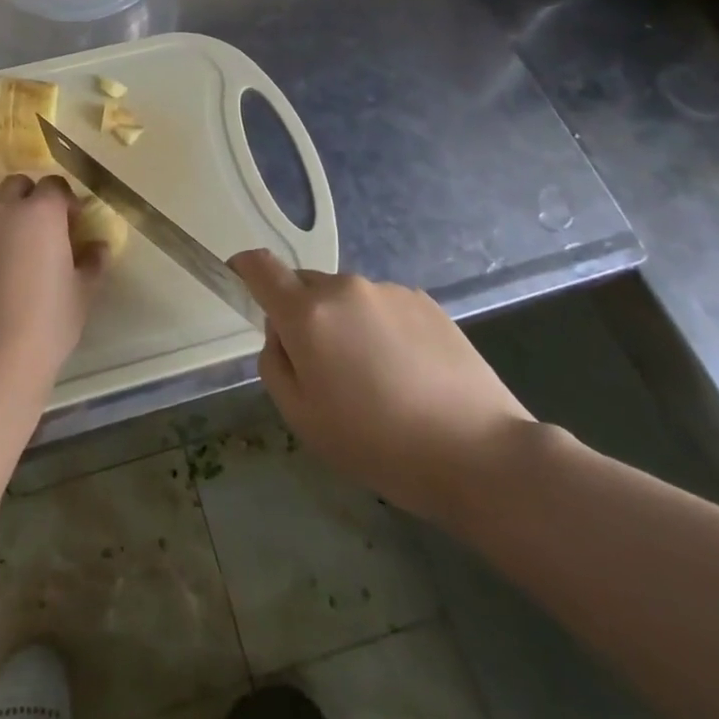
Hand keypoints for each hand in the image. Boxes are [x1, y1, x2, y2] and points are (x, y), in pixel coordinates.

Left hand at [0, 175, 107, 396]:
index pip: (54, 184)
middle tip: (43, 235)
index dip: (65, 201)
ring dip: (5, 229)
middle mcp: (1, 214)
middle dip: (30, 200)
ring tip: (15, 268)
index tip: (73, 225)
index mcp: (40, 214)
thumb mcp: (82, 294)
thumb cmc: (47, 325)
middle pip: (16, 187)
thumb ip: (93, 262)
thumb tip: (98, 247)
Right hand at [230, 250, 534, 526]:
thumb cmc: (377, 443)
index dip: (243, 268)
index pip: (260, 266)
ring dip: (344, 324)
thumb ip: (275, 363)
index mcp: (307, 313)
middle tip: (322, 367)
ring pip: (345, 298)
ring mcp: (388, 291)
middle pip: (304, 286)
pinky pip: (382, 306)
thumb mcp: (302, 418)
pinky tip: (407, 374)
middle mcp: (344, 287)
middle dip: (301, 314)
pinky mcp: (425, 301)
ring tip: (375, 378)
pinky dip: (380, 328)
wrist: (478, 453)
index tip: (239, 283)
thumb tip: (281, 334)